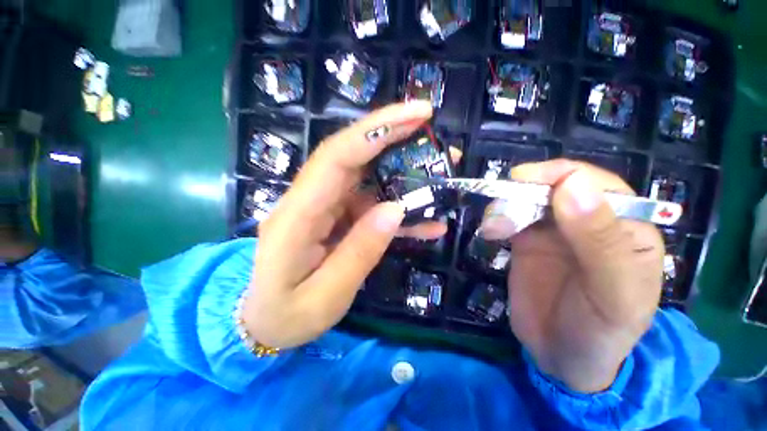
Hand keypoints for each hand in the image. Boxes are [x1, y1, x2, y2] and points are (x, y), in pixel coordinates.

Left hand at [244, 102, 446, 348]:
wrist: (266, 322)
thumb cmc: (287, 315)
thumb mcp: (325, 296)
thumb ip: (359, 252)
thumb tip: (395, 209)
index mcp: (297, 216)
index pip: (336, 158)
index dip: (375, 131)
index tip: (416, 115)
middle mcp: (310, 201)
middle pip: (353, 156)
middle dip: (392, 136)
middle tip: (432, 129)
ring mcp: (325, 208)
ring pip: (368, 179)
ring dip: (404, 175)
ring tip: (440, 175)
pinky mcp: (337, 218)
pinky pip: (371, 206)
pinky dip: (400, 210)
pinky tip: (427, 221)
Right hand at [479, 159, 663, 392]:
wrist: (563, 357)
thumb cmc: (600, 331)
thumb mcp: (612, 293)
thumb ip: (599, 240)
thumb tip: (573, 185)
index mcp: (624, 223)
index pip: (591, 181)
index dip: (555, 176)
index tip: (521, 183)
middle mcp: (587, 219)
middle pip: (550, 186)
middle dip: (521, 193)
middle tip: (500, 215)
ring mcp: (553, 229)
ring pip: (524, 199)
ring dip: (503, 207)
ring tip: (492, 230)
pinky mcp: (527, 240)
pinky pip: (509, 217)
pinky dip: (496, 218)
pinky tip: (490, 233)